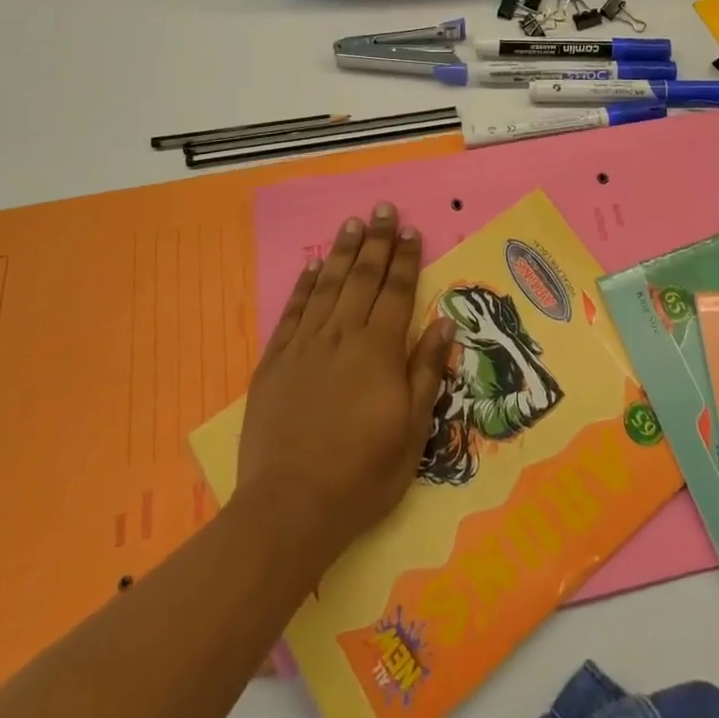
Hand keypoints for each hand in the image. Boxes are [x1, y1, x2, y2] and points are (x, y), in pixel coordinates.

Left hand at [236, 204, 454, 572]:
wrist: (290, 508)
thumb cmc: (363, 475)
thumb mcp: (412, 431)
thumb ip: (427, 371)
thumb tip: (444, 323)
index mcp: (379, 351)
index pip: (397, 292)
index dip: (406, 260)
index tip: (411, 230)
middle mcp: (343, 336)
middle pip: (363, 278)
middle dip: (376, 241)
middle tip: (383, 209)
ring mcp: (305, 347)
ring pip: (327, 286)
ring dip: (341, 252)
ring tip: (352, 224)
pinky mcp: (274, 362)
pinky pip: (291, 312)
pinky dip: (303, 286)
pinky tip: (311, 267)